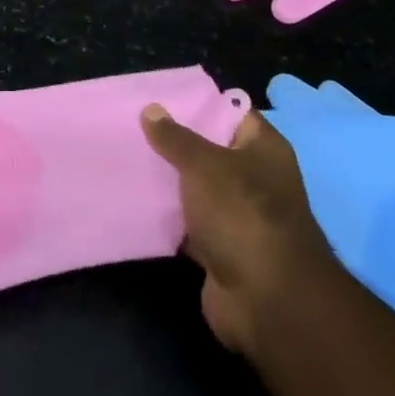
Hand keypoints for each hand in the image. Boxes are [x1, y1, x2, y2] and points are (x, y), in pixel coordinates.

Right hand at [141, 103, 328, 353]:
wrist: (266, 301)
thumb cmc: (242, 214)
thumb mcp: (204, 164)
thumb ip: (175, 137)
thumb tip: (151, 109)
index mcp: (263, 149)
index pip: (230, 112)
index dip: (198, 102)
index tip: (160, 94)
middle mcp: (255, 178)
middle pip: (210, 150)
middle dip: (175, 141)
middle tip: (133, 124)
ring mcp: (239, 216)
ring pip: (196, 188)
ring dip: (169, 180)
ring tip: (128, 157)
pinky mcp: (221, 249)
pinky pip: (188, 223)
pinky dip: (168, 216)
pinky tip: (135, 200)